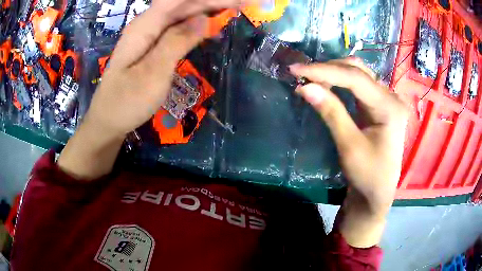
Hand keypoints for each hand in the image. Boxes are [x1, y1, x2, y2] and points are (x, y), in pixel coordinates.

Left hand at [83, 0, 252, 138]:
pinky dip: (196, 25)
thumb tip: (204, 18)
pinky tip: (210, 27)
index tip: (236, 0)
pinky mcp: (152, 46)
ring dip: (207, 9)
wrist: (108, 122)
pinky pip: (177, 28)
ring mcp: (149, 35)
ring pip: (182, 14)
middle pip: (183, 3)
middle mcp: (147, 25)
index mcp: (145, 26)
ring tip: (232, 10)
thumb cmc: (126, 102)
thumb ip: (176, 42)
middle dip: (213, 1)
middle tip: (243, 3)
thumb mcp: (152, 74)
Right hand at [290, 58, 408, 246]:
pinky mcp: (379, 104)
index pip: (355, 78)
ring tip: (311, 78)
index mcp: (389, 107)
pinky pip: (358, 84)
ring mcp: (386, 99)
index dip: (324, 71)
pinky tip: (326, 85)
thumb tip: (305, 87)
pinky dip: (340, 82)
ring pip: (358, 73)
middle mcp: (391, 97)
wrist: (377, 193)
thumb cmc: (367, 175)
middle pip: (358, 70)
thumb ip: (331, 113)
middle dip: (328, 69)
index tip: (297, 70)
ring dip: (333, 73)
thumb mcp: (349, 146)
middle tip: (302, 75)